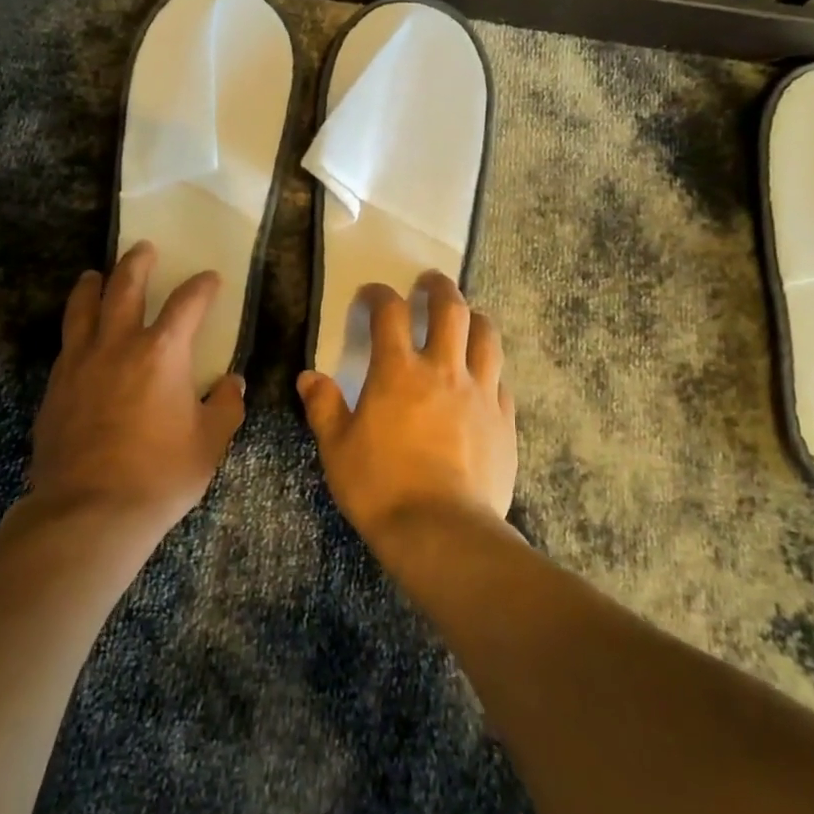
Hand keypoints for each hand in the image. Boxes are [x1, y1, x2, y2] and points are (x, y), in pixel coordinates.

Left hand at [29, 241, 246, 537]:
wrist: (89, 511)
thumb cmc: (160, 475)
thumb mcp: (210, 443)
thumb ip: (225, 407)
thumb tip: (232, 383)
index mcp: (163, 351)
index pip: (188, 303)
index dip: (202, 286)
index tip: (210, 279)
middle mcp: (119, 344)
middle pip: (125, 286)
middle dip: (137, 263)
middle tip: (143, 248)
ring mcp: (81, 362)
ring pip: (84, 307)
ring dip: (93, 285)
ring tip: (95, 274)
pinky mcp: (56, 386)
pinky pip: (67, 343)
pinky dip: (76, 327)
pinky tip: (79, 334)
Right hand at [298, 272, 517, 550]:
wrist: (442, 532)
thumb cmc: (381, 488)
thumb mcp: (337, 449)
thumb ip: (324, 407)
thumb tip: (309, 377)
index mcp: (398, 372)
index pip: (389, 313)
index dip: (379, 295)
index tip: (371, 293)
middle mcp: (443, 370)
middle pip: (450, 309)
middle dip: (439, 287)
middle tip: (430, 281)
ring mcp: (480, 393)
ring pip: (486, 336)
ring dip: (474, 317)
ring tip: (466, 316)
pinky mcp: (504, 420)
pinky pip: (501, 380)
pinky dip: (490, 368)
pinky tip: (484, 377)